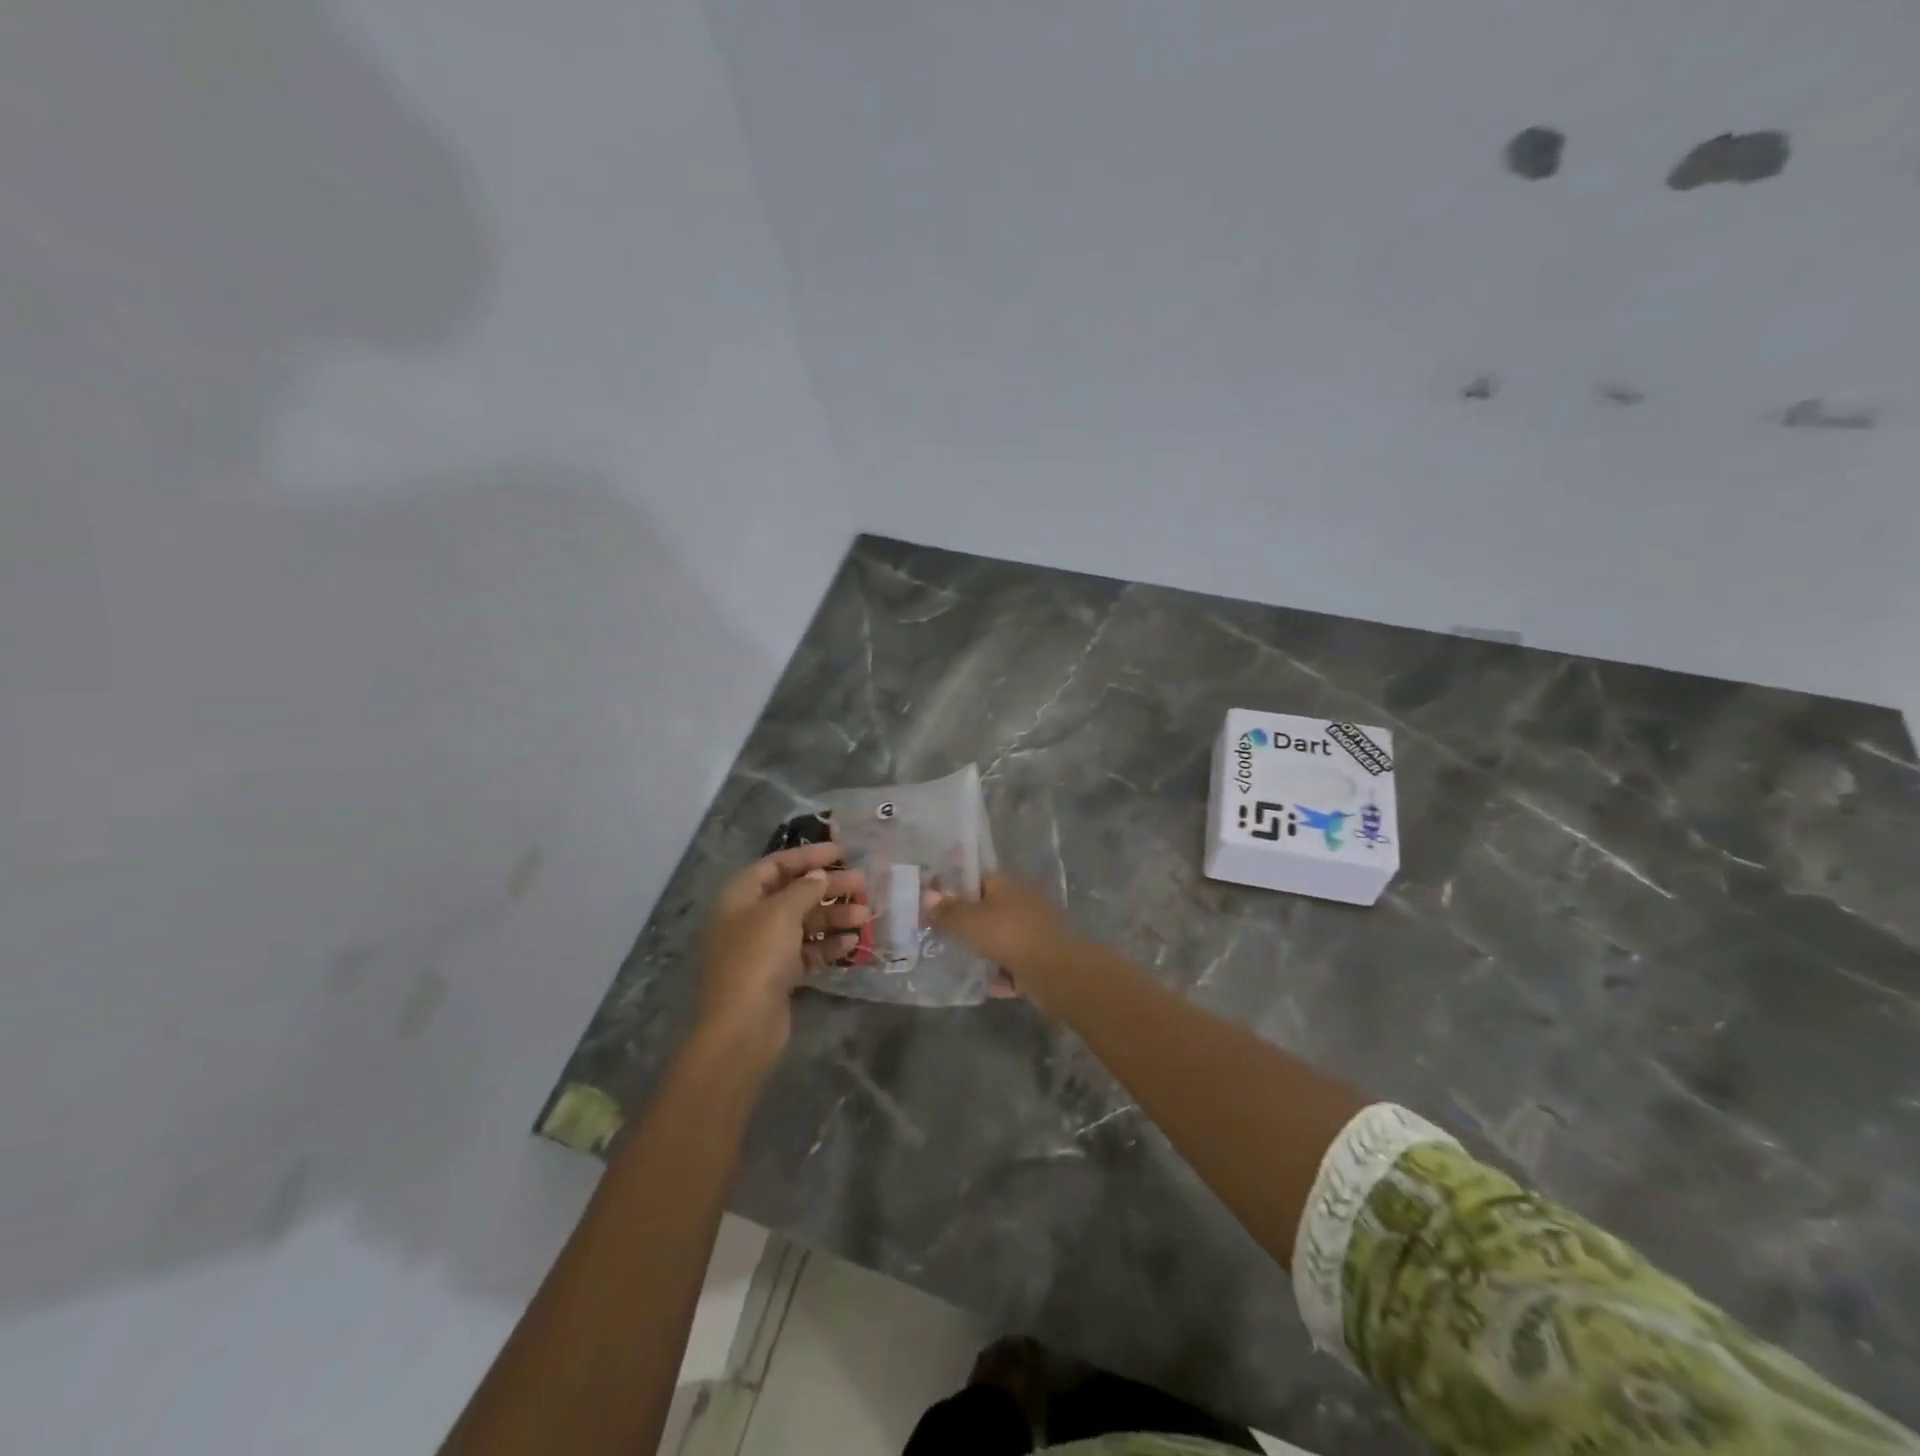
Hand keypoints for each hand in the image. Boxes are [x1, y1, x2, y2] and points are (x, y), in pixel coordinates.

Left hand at [700, 843, 867, 1060]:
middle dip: (828, 887)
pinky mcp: (778, 974)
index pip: (776, 864)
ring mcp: (763, 948)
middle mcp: (749, 918)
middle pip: (793, 893)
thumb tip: (818, 876)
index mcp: (740, 896)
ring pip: (804, 923)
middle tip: (863, 883)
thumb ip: (804, 889)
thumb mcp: (781, 912)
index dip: (809, 856)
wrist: (743, 1026)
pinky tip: (852, 942)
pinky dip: (828, 944)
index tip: (842, 851)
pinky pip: (807, 951)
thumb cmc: (757, 957)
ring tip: (866, 915)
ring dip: (834, 916)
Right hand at [925, 874, 1078, 1005]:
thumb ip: (947, 911)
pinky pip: (1013, 963)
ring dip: (984, 950)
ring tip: (958, 962)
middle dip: (968, 924)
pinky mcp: (1041, 957)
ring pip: (1001, 938)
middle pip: (988, 910)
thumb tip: (928, 895)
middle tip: (942, 938)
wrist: (1055, 971)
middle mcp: (1022, 901)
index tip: (935, 909)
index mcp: (1006, 884)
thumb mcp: (968, 922)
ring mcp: (1034, 930)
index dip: (955, 893)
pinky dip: (1000, 972)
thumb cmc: (1008, 935)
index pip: (976, 881)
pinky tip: (984, 984)